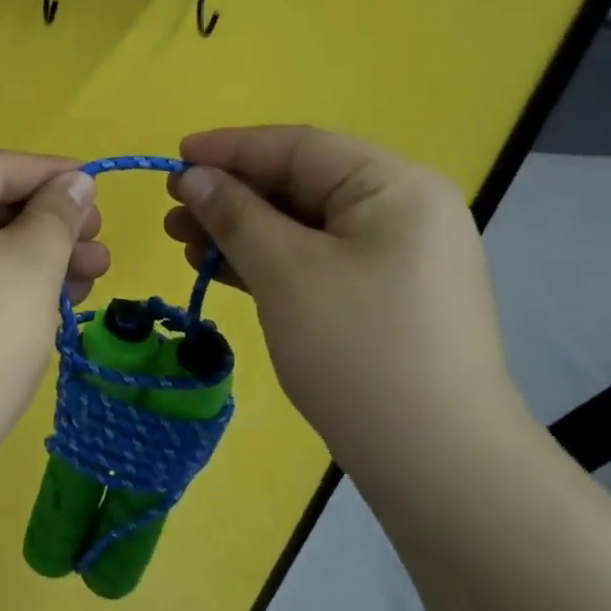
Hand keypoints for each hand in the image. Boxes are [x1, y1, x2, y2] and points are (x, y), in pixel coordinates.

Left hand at [0, 153, 108, 475]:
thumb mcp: (30, 267)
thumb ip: (58, 214)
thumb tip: (75, 181)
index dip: (54, 175)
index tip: (102, 191)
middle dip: (50, 226)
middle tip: (100, 249)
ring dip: (36, 260)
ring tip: (89, 282)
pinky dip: (6, 287)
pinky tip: (50, 306)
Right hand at [164, 127, 526, 469]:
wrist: (437, 462)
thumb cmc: (358, 350)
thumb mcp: (286, 272)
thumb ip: (235, 215)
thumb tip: (192, 177)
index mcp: (395, 187)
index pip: (300, 147)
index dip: (231, 148)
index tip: (175, 157)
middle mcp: (403, 211)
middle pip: (301, 184)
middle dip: (232, 195)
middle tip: (173, 212)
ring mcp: (397, 257)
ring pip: (304, 225)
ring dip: (242, 230)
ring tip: (184, 243)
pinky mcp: (383, 296)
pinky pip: (316, 260)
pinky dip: (268, 260)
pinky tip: (221, 268)